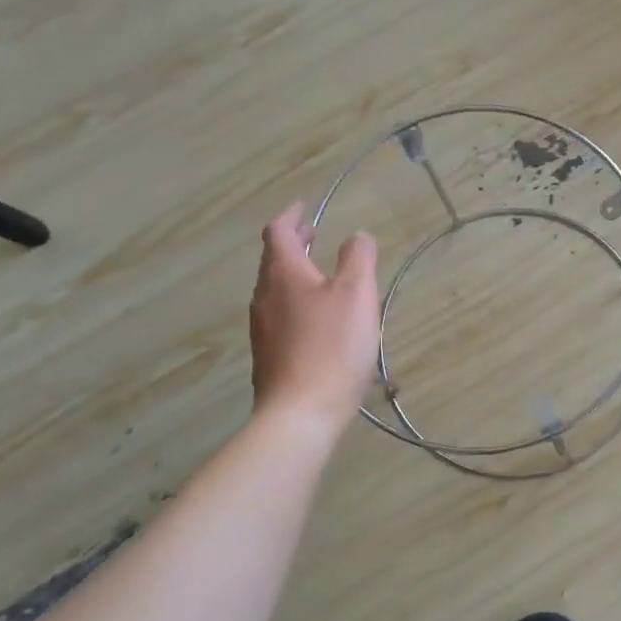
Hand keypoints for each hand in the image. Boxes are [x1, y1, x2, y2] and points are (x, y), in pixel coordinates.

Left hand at [249, 203, 380, 431]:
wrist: (300, 413)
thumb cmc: (333, 347)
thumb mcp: (357, 295)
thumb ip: (358, 258)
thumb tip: (356, 235)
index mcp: (283, 274)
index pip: (278, 232)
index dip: (291, 215)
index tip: (304, 207)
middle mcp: (265, 297)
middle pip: (273, 260)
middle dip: (293, 243)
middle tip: (313, 234)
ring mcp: (262, 329)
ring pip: (275, 289)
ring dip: (294, 273)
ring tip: (319, 274)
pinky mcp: (268, 357)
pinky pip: (280, 316)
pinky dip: (296, 302)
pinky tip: (317, 319)